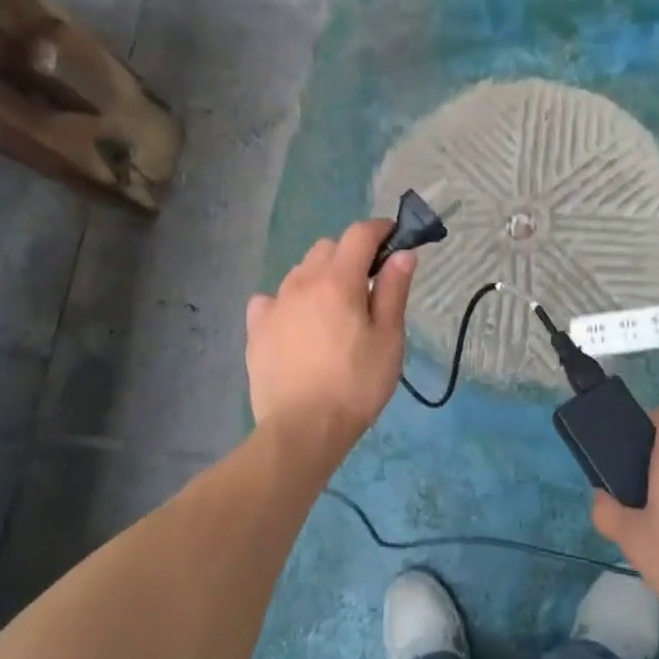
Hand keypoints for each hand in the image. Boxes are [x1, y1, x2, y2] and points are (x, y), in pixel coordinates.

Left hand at [245, 219, 414, 451]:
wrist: (303, 429)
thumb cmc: (356, 384)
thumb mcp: (388, 339)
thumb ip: (393, 290)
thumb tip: (402, 253)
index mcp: (337, 280)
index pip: (359, 234)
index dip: (380, 229)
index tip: (394, 238)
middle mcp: (301, 282)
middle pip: (327, 248)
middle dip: (350, 254)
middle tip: (367, 285)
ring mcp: (274, 304)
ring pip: (299, 272)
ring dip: (320, 277)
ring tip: (333, 310)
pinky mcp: (256, 329)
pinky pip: (271, 300)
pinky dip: (288, 302)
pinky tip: (296, 325)